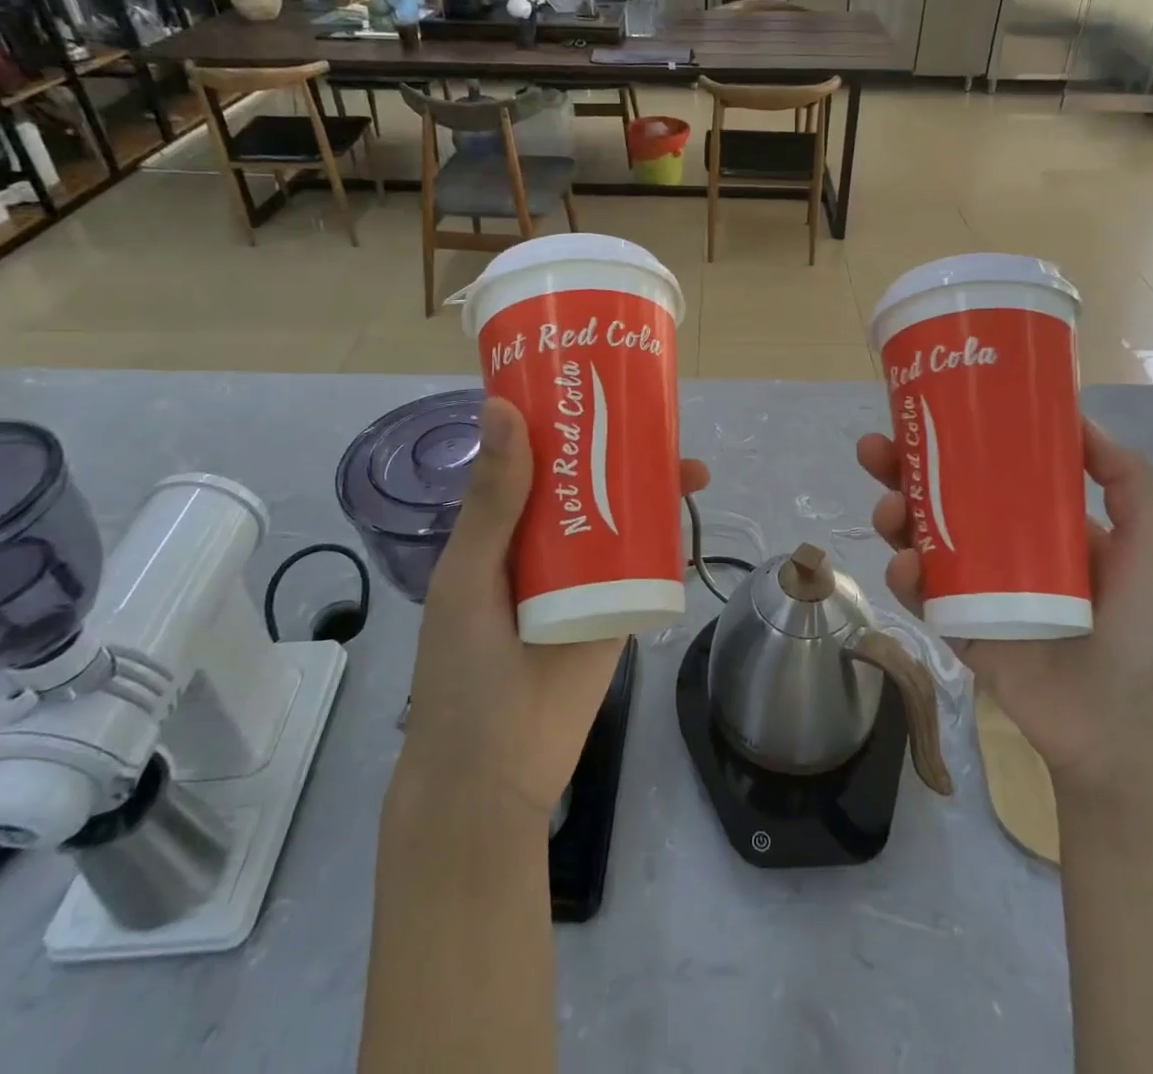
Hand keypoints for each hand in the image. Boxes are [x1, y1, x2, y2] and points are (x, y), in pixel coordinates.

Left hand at [400, 397, 709, 817]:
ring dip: (652, 487)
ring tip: (688, 465)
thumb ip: (493, 499)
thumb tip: (503, 408)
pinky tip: (688, 511)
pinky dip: (668, 535)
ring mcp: (586, 573)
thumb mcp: (469, 573)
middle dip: (622, 447)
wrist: (496, 768)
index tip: (593, 383)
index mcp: (503, 526)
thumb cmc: (463, 666)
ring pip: (623, 514)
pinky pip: (646, 562)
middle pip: (589, 480)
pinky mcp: (619, 605)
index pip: (535, 459)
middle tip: (657, 419)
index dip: (562, 420)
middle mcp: (547, 541)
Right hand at [856, 417, 1152, 791]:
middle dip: (899, 468)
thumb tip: (1076, 415)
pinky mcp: (952, 624)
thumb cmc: (1141, 626)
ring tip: (888, 508)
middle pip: (936, 494)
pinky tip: (906, 565)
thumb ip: (1129, 478)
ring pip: (916, 537)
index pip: (983, 466)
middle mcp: (995, 543)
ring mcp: (969, 584)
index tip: (924, 411)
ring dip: (892, 515)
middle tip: (875, 448)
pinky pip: (918, 592)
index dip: (951, 437)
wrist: (1120, 723)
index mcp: (1036, 519)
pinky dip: (903, 574)